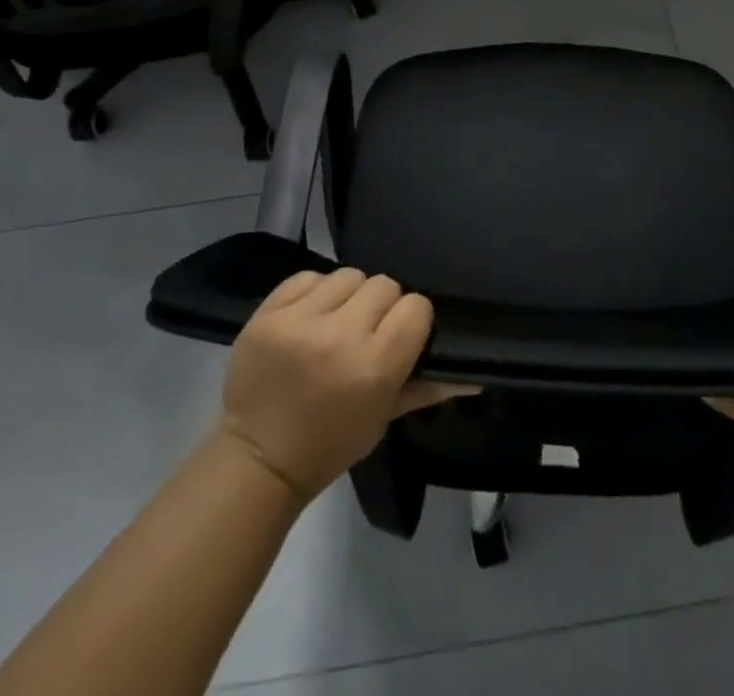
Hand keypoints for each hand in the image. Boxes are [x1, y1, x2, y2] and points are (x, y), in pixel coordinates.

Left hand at [216, 268, 471, 502]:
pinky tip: (310, 318)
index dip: (412, 320)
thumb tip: (475, 377)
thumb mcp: (384, 418)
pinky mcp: (267, 313)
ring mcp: (299, 321)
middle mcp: (339, 336)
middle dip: (380, 307)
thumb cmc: (331, 443)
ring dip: (348, 296)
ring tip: (336, 323)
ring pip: (348, 275)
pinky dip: (314, 293)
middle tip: (366, 333)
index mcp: (374, 366)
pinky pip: (308, 277)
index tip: (399, 336)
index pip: (415, 307)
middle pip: (384, 284)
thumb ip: (428, 387)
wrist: (257, 459)